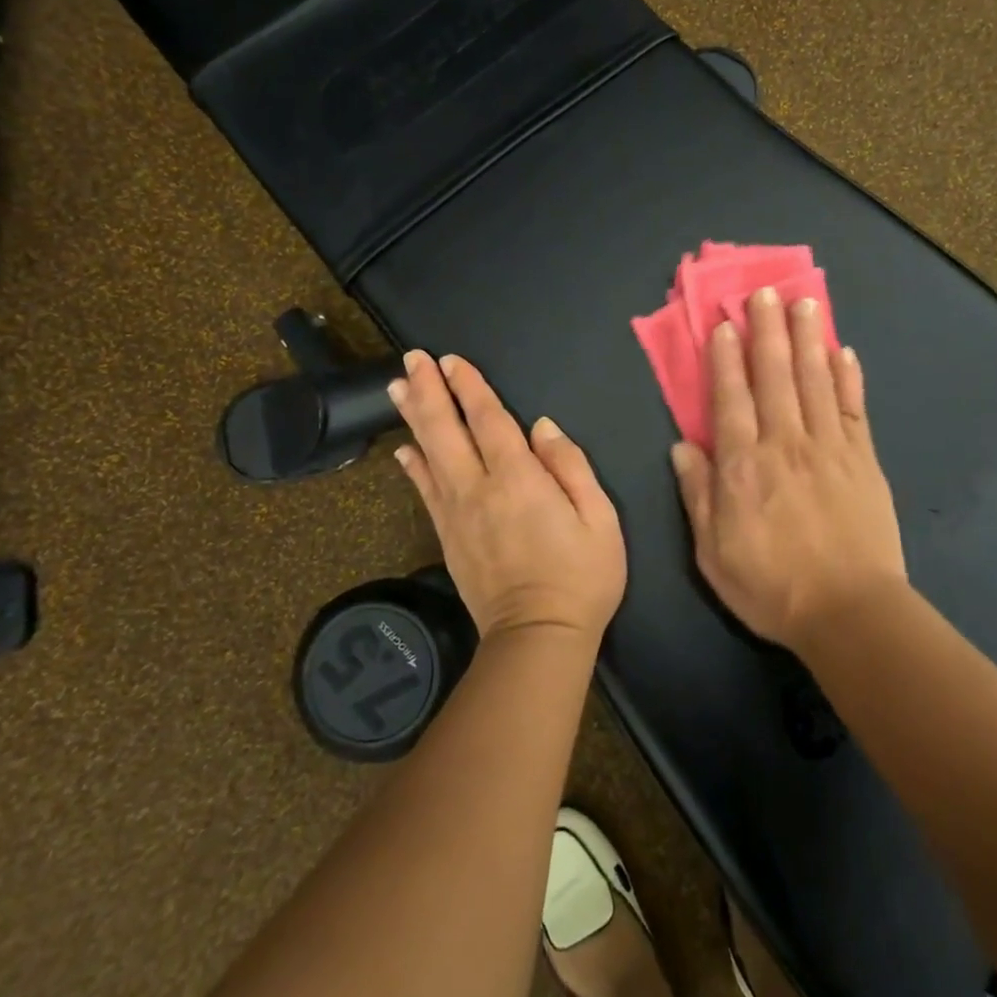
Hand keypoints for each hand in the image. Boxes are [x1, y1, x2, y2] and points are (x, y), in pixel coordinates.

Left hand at [390, 351, 626, 644]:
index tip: (451, 360)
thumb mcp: (600, 518)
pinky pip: (425, 492)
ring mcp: (456, 513)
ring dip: (413, 417)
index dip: (469, 386)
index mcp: (519, 478)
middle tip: (412, 358)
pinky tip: (404, 448)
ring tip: (396, 386)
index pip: (488, 419)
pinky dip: (413, 466)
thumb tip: (542, 427)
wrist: (538, 637)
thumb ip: (571, 466)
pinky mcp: (447, 536)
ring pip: (428, 454)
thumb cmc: (582, 576)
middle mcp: (479, 488)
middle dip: (430, 390)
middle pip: (446, 429)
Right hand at [669, 289, 906, 650]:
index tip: (726, 325)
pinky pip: (854, 408)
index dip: (726, 359)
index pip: (732, 399)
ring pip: (816, 380)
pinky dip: (849, 377)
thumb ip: (698, 495)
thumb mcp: (713, 552)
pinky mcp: (863, 459)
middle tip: (765, 292)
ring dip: (808, 339)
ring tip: (804, 303)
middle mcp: (785, 444)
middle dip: (768, 331)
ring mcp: (829, 447)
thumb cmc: (771, 586)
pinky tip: (844, 351)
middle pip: (776, 376)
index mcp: (744, 466)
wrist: (849, 612)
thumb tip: (682, 446)